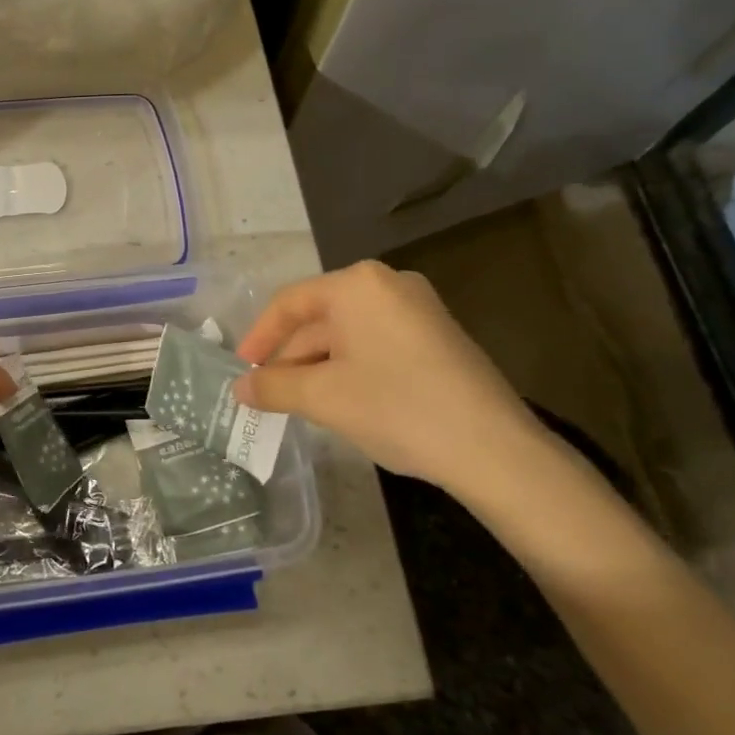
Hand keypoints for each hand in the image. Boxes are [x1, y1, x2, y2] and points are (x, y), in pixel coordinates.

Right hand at [233, 261, 552, 496]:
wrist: (495, 449)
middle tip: (268, 394)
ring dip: (317, 365)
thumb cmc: (397, 408)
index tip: (241, 370)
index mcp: (358, 285)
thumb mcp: (324, 398)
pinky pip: (376, 343)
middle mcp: (388, 284)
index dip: (259, 337)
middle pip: (320, 317)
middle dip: (290, 357)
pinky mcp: (436, 337)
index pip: (290, 302)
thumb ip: (273, 387)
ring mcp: (418, 309)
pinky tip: (341, 400)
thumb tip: (239, 388)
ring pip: (348, 333)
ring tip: (298, 403)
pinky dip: (349, 367)